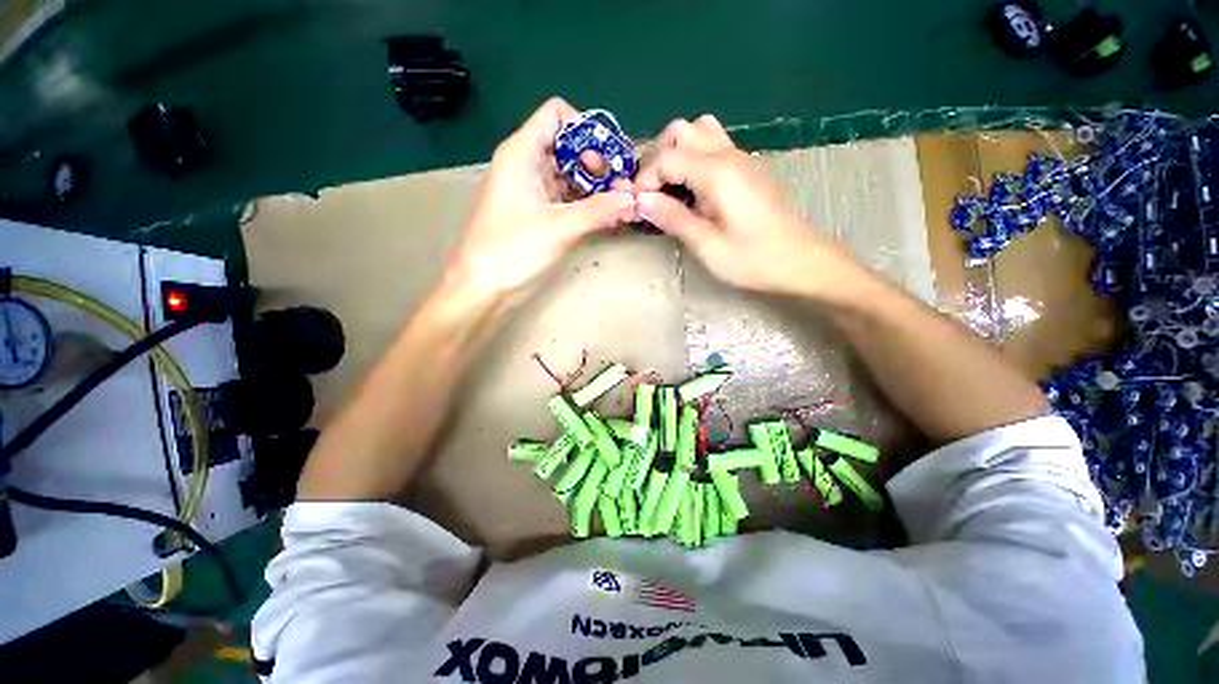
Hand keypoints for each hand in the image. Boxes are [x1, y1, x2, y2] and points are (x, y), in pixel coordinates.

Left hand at [447, 98, 635, 303]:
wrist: (483, 288)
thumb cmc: (513, 251)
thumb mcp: (559, 228)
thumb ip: (598, 211)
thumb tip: (633, 199)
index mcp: (522, 153)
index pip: (556, 114)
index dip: (585, 130)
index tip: (607, 161)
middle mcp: (527, 165)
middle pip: (568, 146)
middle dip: (597, 164)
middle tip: (620, 189)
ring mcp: (533, 191)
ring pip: (570, 175)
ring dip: (596, 188)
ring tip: (620, 207)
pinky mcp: (538, 214)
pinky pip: (567, 199)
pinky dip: (586, 206)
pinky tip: (607, 219)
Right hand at [634, 115, 861, 298]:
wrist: (802, 262)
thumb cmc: (754, 260)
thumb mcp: (707, 245)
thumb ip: (673, 218)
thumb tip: (640, 201)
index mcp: (718, 173)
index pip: (667, 157)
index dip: (645, 179)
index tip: (637, 205)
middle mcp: (729, 155)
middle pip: (683, 130)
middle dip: (658, 156)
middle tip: (651, 191)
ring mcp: (741, 159)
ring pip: (700, 131)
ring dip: (677, 152)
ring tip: (669, 186)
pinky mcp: (747, 169)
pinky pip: (714, 146)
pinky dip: (693, 158)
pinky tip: (691, 190)